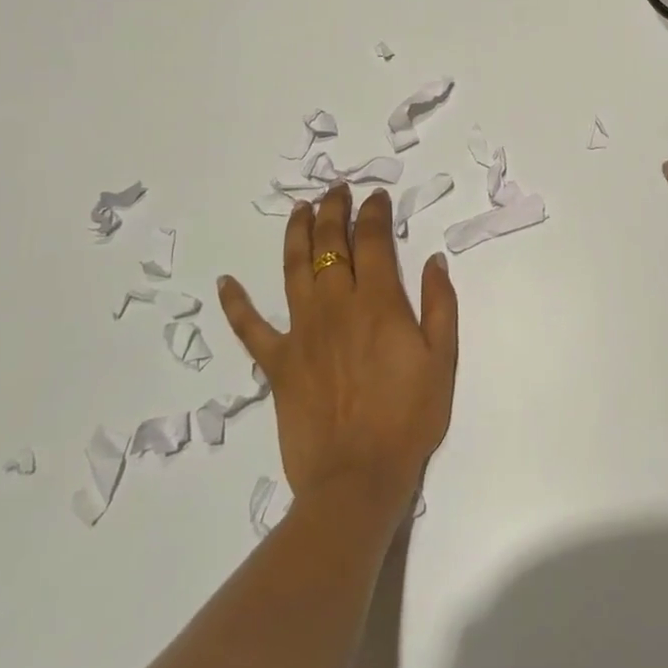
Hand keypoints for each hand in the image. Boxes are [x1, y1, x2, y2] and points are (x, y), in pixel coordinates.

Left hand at [218, 183, 456, 517]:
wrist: (358, 477)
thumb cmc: (409, 417)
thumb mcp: (442, 358)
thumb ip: (440, 304)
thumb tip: (434, 259)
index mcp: (378, 302)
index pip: (372, 240)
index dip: (373, 212)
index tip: (376, 195)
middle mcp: (335, 306)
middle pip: (329, 244)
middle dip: (333, 211)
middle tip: (336, 190)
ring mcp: (301, 332)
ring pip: (293, 269)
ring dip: (296, 234)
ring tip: (299, 210)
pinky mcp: (277, 363)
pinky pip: (250, 328)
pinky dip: (236, 304)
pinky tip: (226, 282)